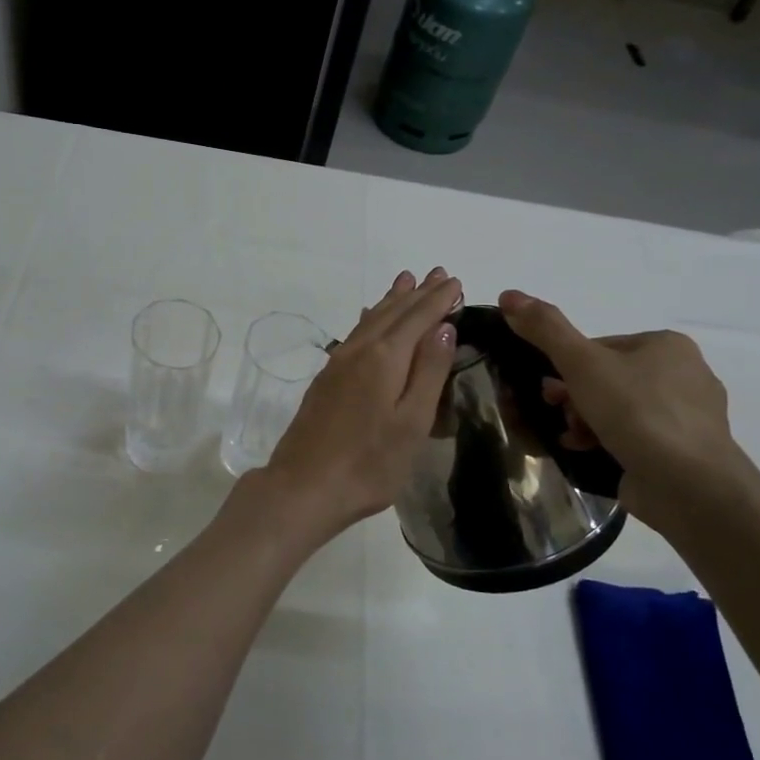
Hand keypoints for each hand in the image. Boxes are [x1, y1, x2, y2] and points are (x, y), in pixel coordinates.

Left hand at [257, 268, 461, 537]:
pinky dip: (370, 319)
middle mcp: (359, 351)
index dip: (438, 299)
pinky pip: (355, 334)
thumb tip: (443, 325)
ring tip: (405, 281)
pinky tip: (370, 319)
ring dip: (391, 300)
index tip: (456, 282)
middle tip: (437, 273)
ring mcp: (338, 364)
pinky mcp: (326, 379)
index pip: (418, 318)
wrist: (304, 486)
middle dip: (417, 293)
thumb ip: (428, 371)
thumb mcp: (412, 421)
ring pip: (371, 320)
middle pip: (393, 313)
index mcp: (385, 358)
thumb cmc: (369, 463)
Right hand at [497, 289, 742, 524]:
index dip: (567, 367)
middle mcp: (685, 374)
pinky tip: (590, 453)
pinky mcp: (685, 452)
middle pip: (607, 378)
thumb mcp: (581, 363)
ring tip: (572, 437)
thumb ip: (545, 329)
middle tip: (557, 413)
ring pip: (619, 409)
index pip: (600, 347)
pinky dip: (608, 442)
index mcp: (667, 345)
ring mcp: (688, 417)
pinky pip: (635, 438)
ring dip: (586, 421)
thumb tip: (509, 295)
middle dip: (575, 397)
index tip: (549, 390)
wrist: (689, 484)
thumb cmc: (637, 412)